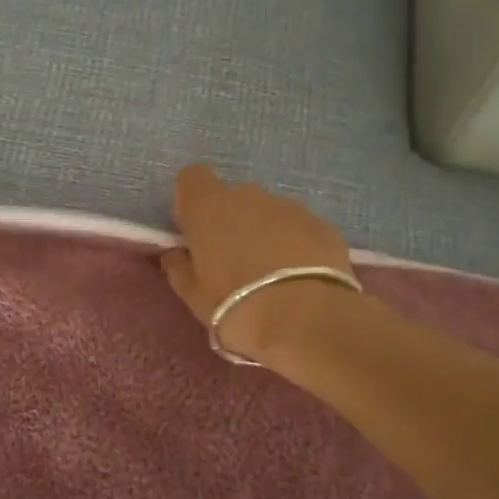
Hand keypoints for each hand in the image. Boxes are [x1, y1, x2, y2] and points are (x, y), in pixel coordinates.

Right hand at [160, 163, 356, 365]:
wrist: (307, 320)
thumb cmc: (236, 308)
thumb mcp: (195, 298)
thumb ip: (180, 268)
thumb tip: (175, 254)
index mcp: (209, 207)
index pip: (191, 179)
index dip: (191, 202)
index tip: (194, 232)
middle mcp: (249, 196)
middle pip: (232, 198)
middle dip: (230, 222)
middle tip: (233, 262)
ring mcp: (290, 207)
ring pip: (268, 213)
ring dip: (265, 234)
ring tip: (270, 275)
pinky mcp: (323, 225)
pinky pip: (299, 229)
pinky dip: (295, 245)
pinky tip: (299, 278)